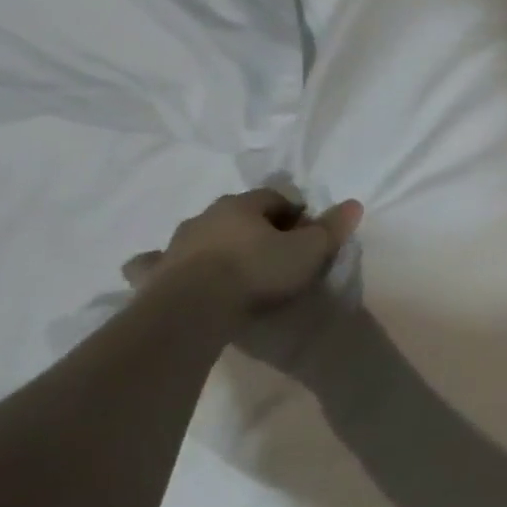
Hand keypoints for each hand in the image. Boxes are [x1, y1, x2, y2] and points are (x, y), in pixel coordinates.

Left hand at [124, 189, 363, 314]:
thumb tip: (353, 204)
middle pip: (238, 214)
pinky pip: (155, 263)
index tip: (307, 235)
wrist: (194, 309)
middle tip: (275, 251)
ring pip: (198, 235)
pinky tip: (171, 274)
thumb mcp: (310, 250)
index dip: (295, 213)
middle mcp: (206, 217)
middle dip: (256, 226)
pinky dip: (163, 266)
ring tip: (231, 266)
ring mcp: (174, 245)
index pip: (275, 197)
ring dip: (214, 243)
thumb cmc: (258, 271)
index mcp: (243, 206)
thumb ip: (332, 227)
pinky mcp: (152, 274)